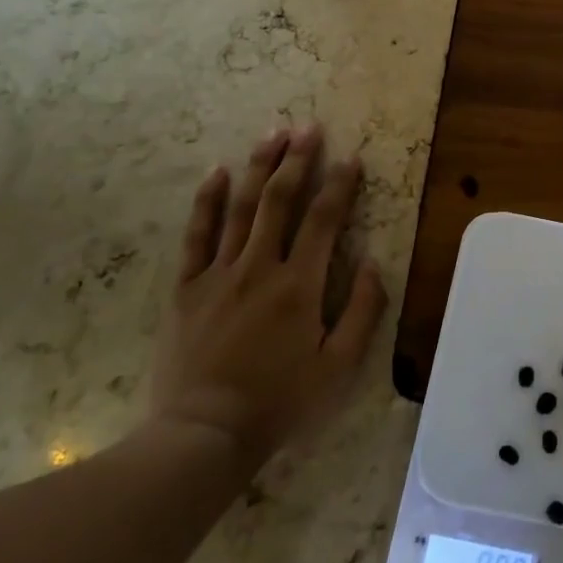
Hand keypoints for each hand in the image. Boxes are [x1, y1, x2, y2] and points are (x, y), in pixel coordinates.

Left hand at [150, 125, 387, 471]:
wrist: (202, 437)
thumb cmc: (279, 403)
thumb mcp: (338, 368)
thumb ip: (363, 312)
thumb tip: (375, 264)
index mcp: (299, 285)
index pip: (325, 220)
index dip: (340, 184)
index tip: (350, 156)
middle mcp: (260, 267)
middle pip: (280, 200)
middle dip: (297, 159)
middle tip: (309, 126)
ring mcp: (219, 274)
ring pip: (241, 208)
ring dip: (258, 166)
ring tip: (273, 133)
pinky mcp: (187, 288)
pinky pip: (197, 236)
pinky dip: (207, 201)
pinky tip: (216, 172)